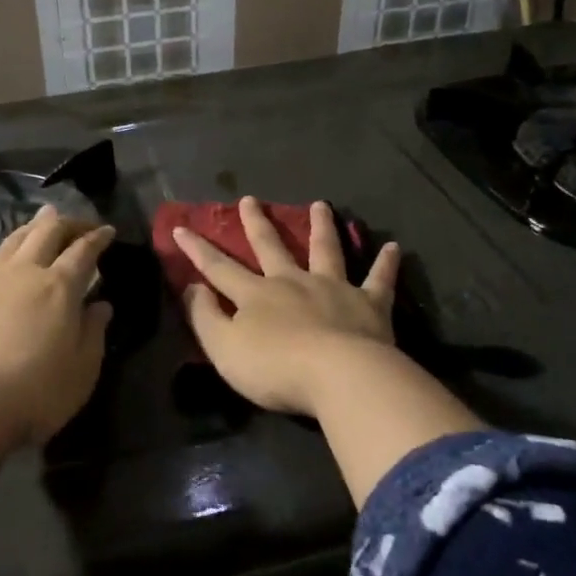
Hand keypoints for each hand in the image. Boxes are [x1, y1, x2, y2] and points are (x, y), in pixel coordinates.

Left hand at [0, 205, 115, 450]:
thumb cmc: (33, 393)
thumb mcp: (81, 371)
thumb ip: (93, 333)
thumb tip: (101, 305)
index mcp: (59, 287)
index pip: (84, 251)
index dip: (97, 238)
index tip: (107, 230)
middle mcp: (23, 273)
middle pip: (46, 234)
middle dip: (65, 223)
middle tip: (76, 222)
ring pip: (9, 243)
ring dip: (27, 228)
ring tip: (38, 219)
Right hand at [173, 197, 399, 417]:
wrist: (338, 376)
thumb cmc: (275, 368)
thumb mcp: (224, 349)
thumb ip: (205, 317)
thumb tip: (192, 287)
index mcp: (256, 295)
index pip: (219, 268)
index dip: (198, 249)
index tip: (181, 227)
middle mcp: (292, 282)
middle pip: (271, 247)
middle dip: (257, 223)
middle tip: (251, 199)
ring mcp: (333, 289)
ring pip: (325, 250)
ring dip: (321, 227)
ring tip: (321, 204)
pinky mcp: (369, 305)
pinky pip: (379, 280)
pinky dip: (386, 263)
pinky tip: (394, 247)